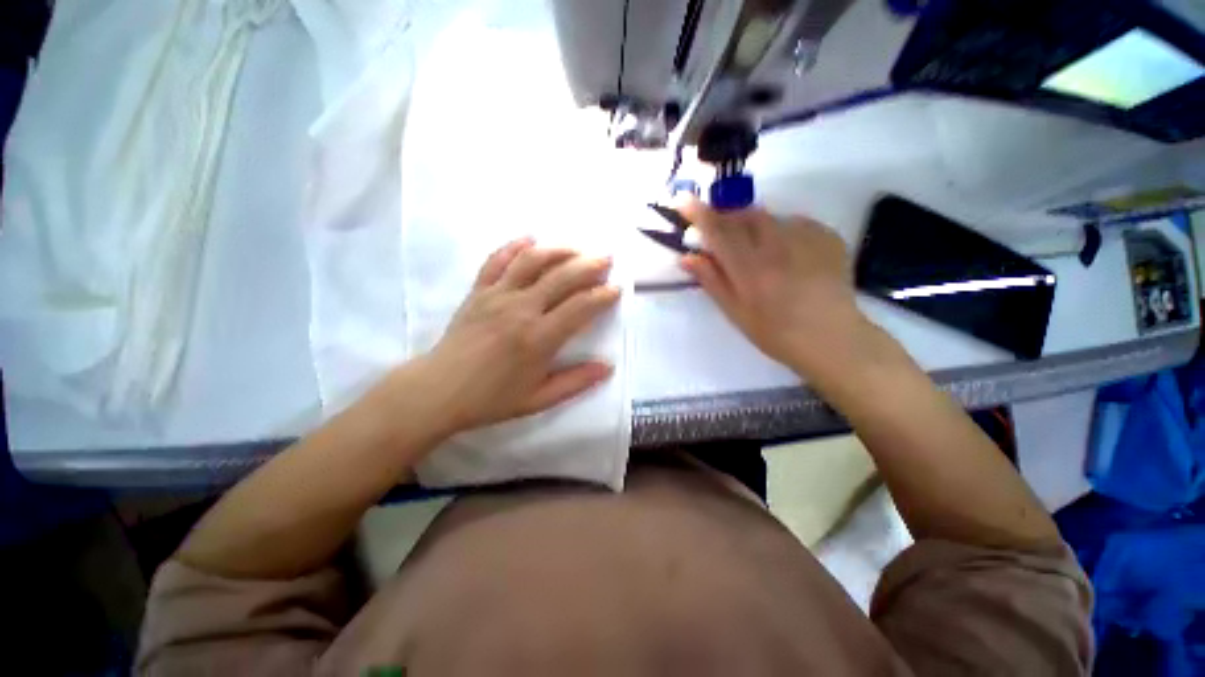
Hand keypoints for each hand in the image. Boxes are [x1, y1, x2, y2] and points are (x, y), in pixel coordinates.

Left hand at [419, 238, 620, 432]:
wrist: (438, 391)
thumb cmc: (491, 399)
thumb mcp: (539, 400)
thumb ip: (576, 382)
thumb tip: (608, 368)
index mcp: (539, 338)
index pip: (580, 307)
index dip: (602, 296)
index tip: (616, 290)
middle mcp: (521, 309)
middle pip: (562, 277)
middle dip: (589, 265)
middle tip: (606, 260)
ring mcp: (497, 295)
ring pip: (532, 261)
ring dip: (558, 250)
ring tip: (577, 249)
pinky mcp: (478, 291)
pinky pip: (497, 260)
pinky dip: (515, 246)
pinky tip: (530, 239)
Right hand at [678, 200, 872, 376]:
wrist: (831, 338)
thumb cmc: (775, 333)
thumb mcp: (735, 312)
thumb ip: (712, 281)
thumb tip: (687, 257)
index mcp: (749, 269)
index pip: (717, 231)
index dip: (697, 213)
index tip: (682, 200)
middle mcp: (776, 246)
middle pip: (743, 215)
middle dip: (726, 216)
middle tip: (722, 232)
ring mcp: (805, 238)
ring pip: (769, 217)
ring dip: (753, 225)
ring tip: (757, 249)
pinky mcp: (827, 236)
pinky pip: (794, 222)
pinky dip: (781, 231)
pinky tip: (786, 253)